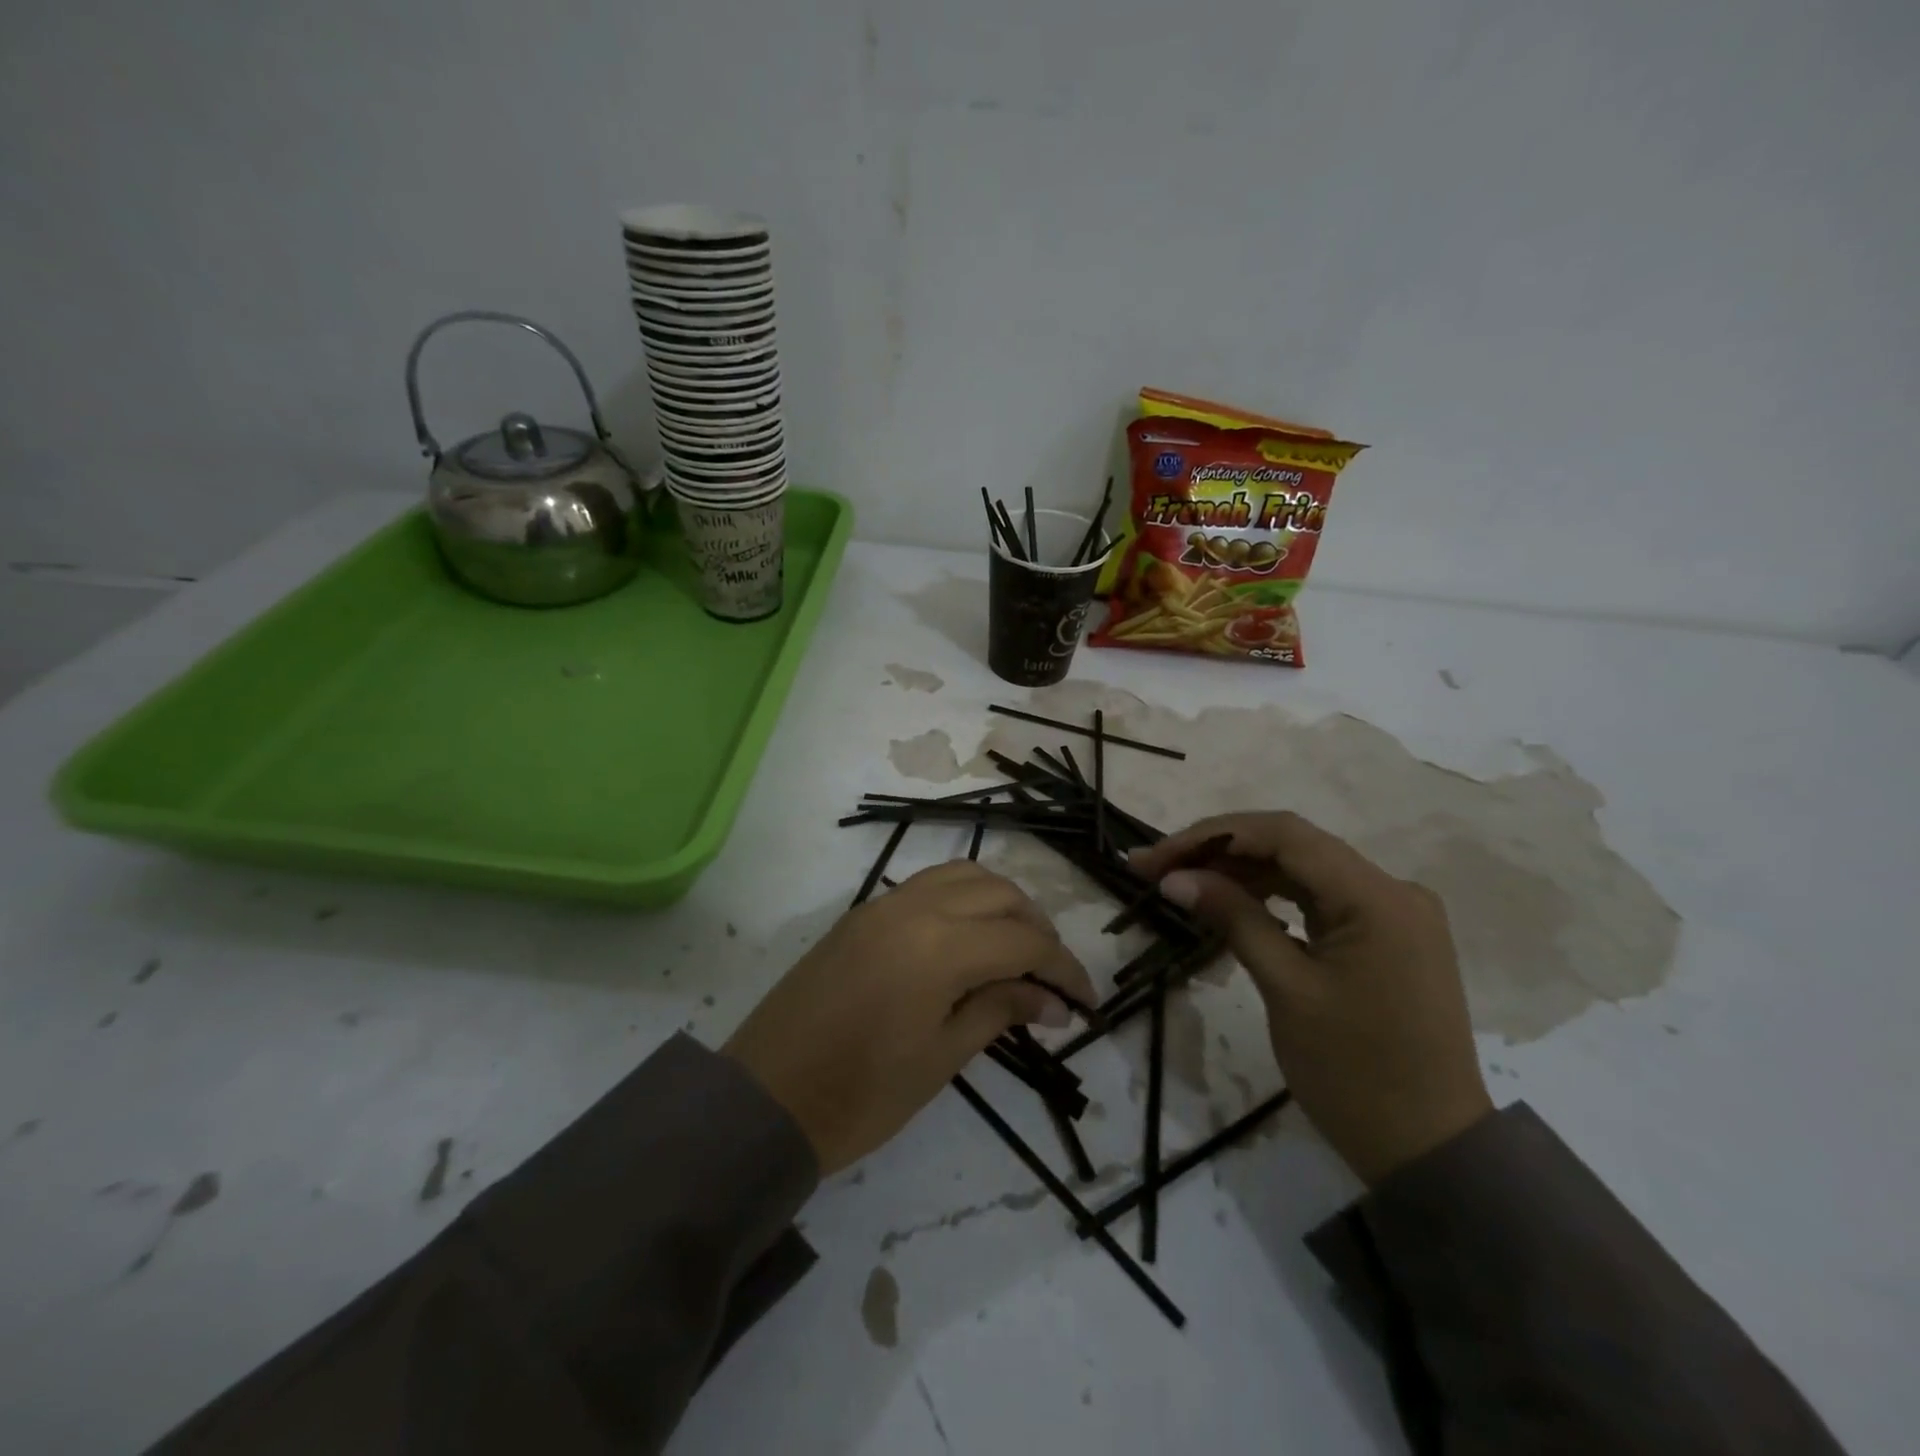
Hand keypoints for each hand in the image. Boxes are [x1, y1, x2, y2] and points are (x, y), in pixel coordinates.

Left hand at [723, 861, 1094, 1174]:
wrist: (764, 1100)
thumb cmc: (859, 1095)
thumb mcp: (940, 1058)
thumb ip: (998, 1011)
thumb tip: (1050, 1000)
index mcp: (939, 946)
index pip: (1024, 939)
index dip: (1064, 968)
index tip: (1086, 1001)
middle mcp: (914, 907)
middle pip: (1000, 893)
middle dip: (1037, 927)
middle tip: (1051, 977)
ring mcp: (883, 903)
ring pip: (964, 876)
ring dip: (1001, 903)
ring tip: (1016, 949)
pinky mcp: (862, 912)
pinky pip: (928, 885)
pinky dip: (963, 898)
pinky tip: (969, 938)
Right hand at [1130, 813, 1490, 1184]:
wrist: (1431, 1151)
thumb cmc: (1355, 1074)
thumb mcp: (1287, 989)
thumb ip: (1233, 919)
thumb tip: (1175, 878)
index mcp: (1377, 897)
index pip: (1284, 835)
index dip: (1212, 835)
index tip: (1157, 856)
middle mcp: (1392, 890)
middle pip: (1293, 846)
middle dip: (1219, 850)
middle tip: (1154, 867)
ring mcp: (1393, 912)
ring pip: (1303, 870)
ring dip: (1241, 871)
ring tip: (1180, 881)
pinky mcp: (1386, 935)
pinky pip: (1320, 898)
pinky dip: (1272, 895)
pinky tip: (1229, 900)